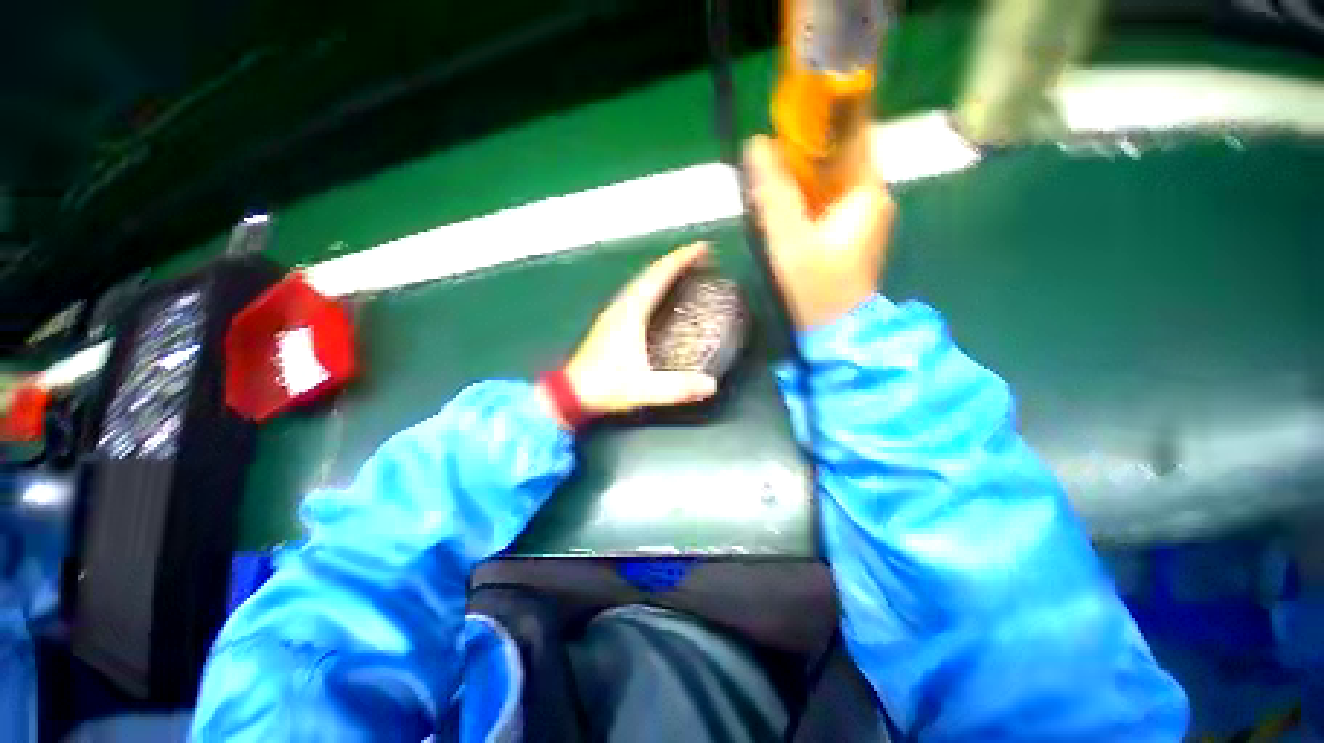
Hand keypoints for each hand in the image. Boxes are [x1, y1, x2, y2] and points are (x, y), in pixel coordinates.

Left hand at [539, 243, 718, 427]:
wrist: (571, 392)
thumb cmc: (605, 386)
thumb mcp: (643, 388)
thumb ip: (676, 388)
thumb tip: (711, 384)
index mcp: (630, 313)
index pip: (658, 277)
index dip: (681, 260)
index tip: (702, 249)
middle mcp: (622, 306)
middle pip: (651, 273)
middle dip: (676, 261)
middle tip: (700, 257)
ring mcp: (615, 312)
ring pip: (642, 281)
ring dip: (664, 271)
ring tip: (685, 269)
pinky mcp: (613, 321)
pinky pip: (638, 292)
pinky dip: (654, 284)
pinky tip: (661, 294)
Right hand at [745, 134, 894, 329]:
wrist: (836, 329)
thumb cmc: (816, 286)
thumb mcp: (789, 239)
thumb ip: (773, 193)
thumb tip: (755, 144)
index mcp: (866, 191)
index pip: (852, 133)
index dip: (821, 119)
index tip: (787, 118)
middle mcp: (872, 196)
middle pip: (838, 157)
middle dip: (804, 153)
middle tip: (768, 159)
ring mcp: (864, 216)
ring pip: (831, 180)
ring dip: (802, 177)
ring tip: (771, 182)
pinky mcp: (852, 232)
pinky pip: (828, 201)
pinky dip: (807, 198)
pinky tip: (786, 208)